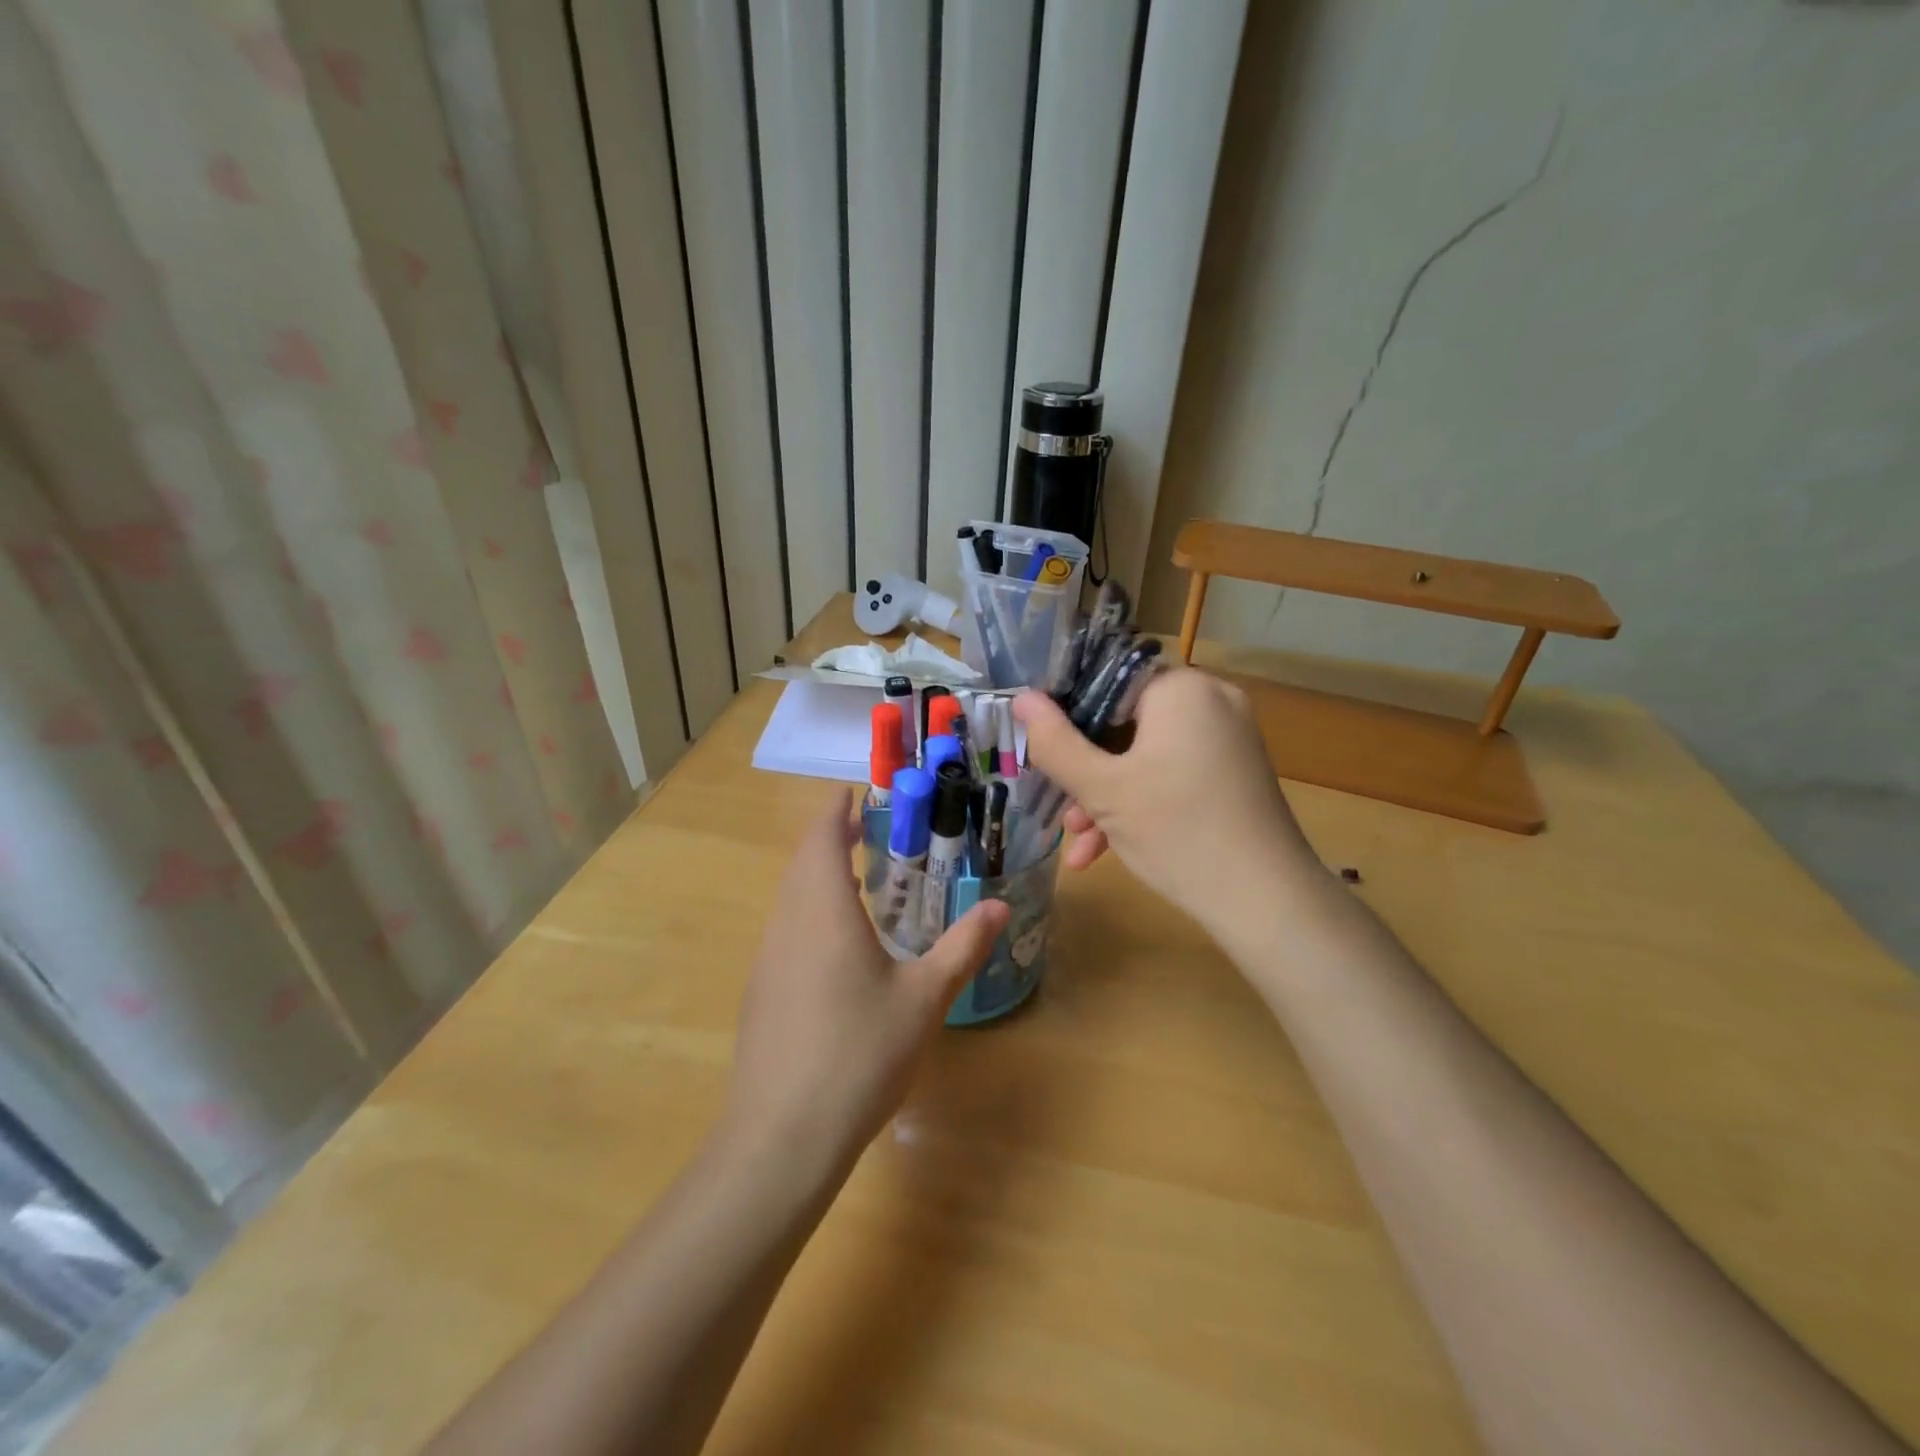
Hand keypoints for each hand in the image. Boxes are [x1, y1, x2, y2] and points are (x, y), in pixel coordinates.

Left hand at [725, 792, 1008, 1175]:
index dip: (833, 812)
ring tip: (853, 880)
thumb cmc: (859, 1053)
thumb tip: (1000, 906)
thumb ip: (962, 948)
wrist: (781, 1138)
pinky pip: (784, 932)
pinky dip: (807, 914)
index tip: (850, 793)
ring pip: (788, 900)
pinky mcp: (760, 995)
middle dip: (827, 840)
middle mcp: (787, 925)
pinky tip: (834, 946)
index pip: (821, 840)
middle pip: (801, 865)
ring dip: (815, 878)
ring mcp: (767, 961)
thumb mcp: (924, 999)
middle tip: (863, 832)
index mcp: (823, 911)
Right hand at [1014, 669, 1320, 939]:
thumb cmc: (1178, 833)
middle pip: (1124, 721)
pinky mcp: (1234, 771)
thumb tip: (1022, 700)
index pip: (1106, 678)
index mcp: (1180, 689)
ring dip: (1107, 795)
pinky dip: (1141, 802)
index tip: (1042, 749)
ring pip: (1145, 754)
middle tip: (1058, 804)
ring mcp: (1227, 737)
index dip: (1066, 712)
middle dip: (1086, 769)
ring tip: (1077, 842)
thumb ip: (1055, 743)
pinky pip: (1173, 772)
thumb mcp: (1102, 790)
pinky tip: (1105, 850)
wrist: (1268, 902)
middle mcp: (1210, 700)